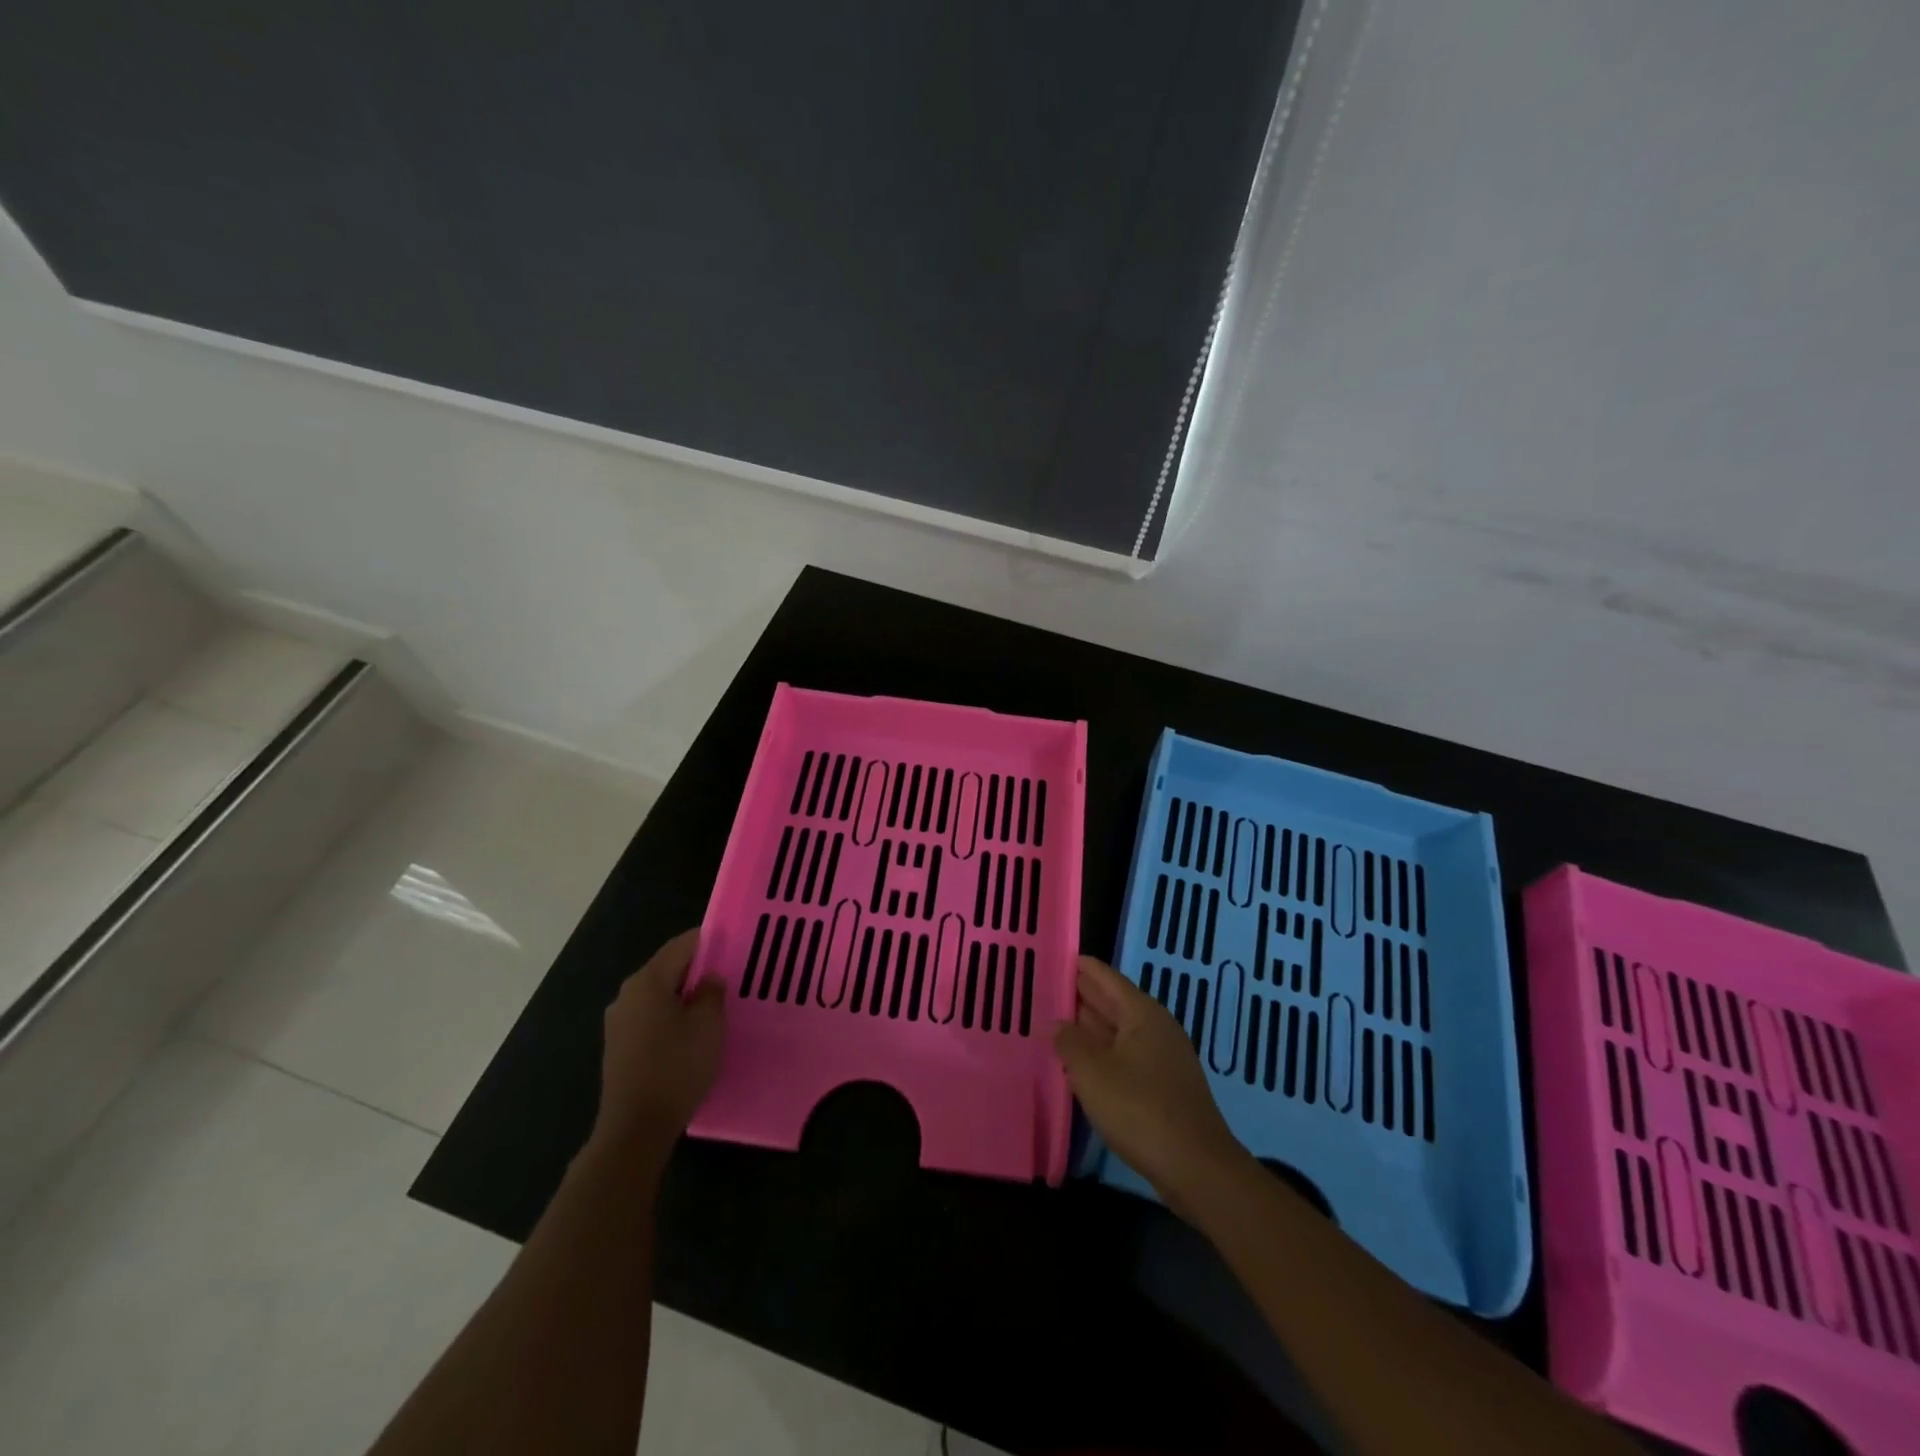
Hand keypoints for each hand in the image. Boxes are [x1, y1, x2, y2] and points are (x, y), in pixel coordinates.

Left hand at [592, 929, 725, 1162]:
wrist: (635, 1128)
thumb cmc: (676, 1067)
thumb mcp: (708, 1025)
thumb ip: (711, 992)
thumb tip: (709, 978)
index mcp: (647, 981)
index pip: (682, 944)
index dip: (709, 940)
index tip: (734, 944)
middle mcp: (627, 994)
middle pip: (668, 968)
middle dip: (698, 970)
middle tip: (730, 976)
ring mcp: (619, 1022)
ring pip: (659, 994)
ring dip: (685, 995)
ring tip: (714, 1005)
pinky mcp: (619, 1046)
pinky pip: (651, 1017)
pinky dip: (672, 1016)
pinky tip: (691, 1032)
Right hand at [1053, 956, 1247, 1213]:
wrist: (1196, 1168)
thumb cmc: (1140, 1110)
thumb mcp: (1092, 1072)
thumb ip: (1070, 1042)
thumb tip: (1057, 1022)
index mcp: (1142, 1013)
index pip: (1106, 978)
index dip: (1080, 966)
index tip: (1055, 956)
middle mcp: (1156, 1027)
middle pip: (1114, 1002)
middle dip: (1082, 995)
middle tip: (1046, 987)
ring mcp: (1163, 1058)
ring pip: (1119, 1032)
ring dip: (1089, 1027)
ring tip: (1055, 1022)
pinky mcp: (1164, 1086)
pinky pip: (1126, 1056)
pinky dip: (1102, 1053)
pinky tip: (1081, 1063)